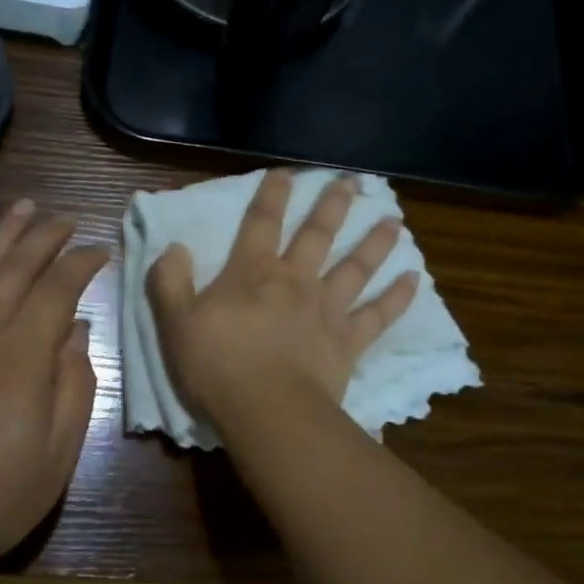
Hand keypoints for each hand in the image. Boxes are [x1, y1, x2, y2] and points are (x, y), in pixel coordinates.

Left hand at [0, 200, 107, 567]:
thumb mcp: (58, 452)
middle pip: (15, 266)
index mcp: (20, 356)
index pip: (57, 288)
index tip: (101, 251)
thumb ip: (74, 383)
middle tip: (66, 217)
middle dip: (44, 235)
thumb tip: (76, 331)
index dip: (82, 263)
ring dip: (2, 234)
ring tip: (23, 208)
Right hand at [146, 170, 418, 429]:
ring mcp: (326, 310)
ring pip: (356, 268)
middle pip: (317, 235)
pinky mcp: (348, 342)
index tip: (286, 172)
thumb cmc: (217, 366)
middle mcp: (295, 281)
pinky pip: (378, 315)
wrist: (267, 411)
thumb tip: (174, 247)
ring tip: (393, 221)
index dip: (272, 195)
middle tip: (350, 181)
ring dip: (375, 243)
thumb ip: (169, 282)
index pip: (261, 223)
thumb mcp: (175, 323)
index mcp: (252, 273)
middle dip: (333, 206)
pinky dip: (397, 297)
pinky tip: (414, 279)